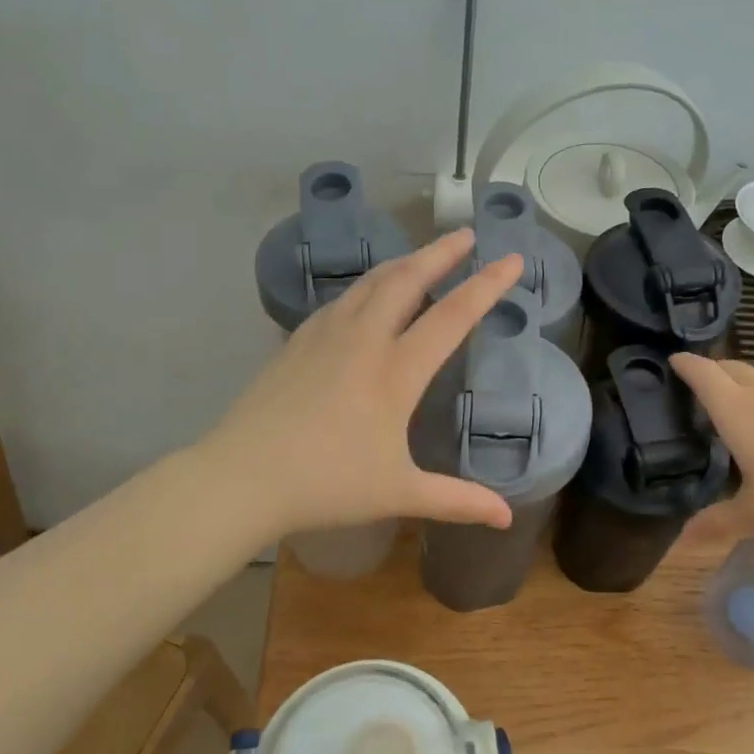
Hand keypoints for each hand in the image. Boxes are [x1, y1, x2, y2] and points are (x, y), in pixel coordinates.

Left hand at [204, 229, 524, 538]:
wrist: (242, 477)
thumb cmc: (326, 484)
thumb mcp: (398, 492)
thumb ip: (456, 500)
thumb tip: (506, 517)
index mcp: (395, 371)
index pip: (452, 316)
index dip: (486, 286)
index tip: (512, 259)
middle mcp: (363, 340)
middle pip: (407, 280)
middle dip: (441, 253)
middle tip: (466, 235)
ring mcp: (325, 336)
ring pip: (371, 283)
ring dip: (403, 263)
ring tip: (423, 256)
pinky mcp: (297, 342)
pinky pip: (342, 300)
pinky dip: (367, 286)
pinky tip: (367, 295)